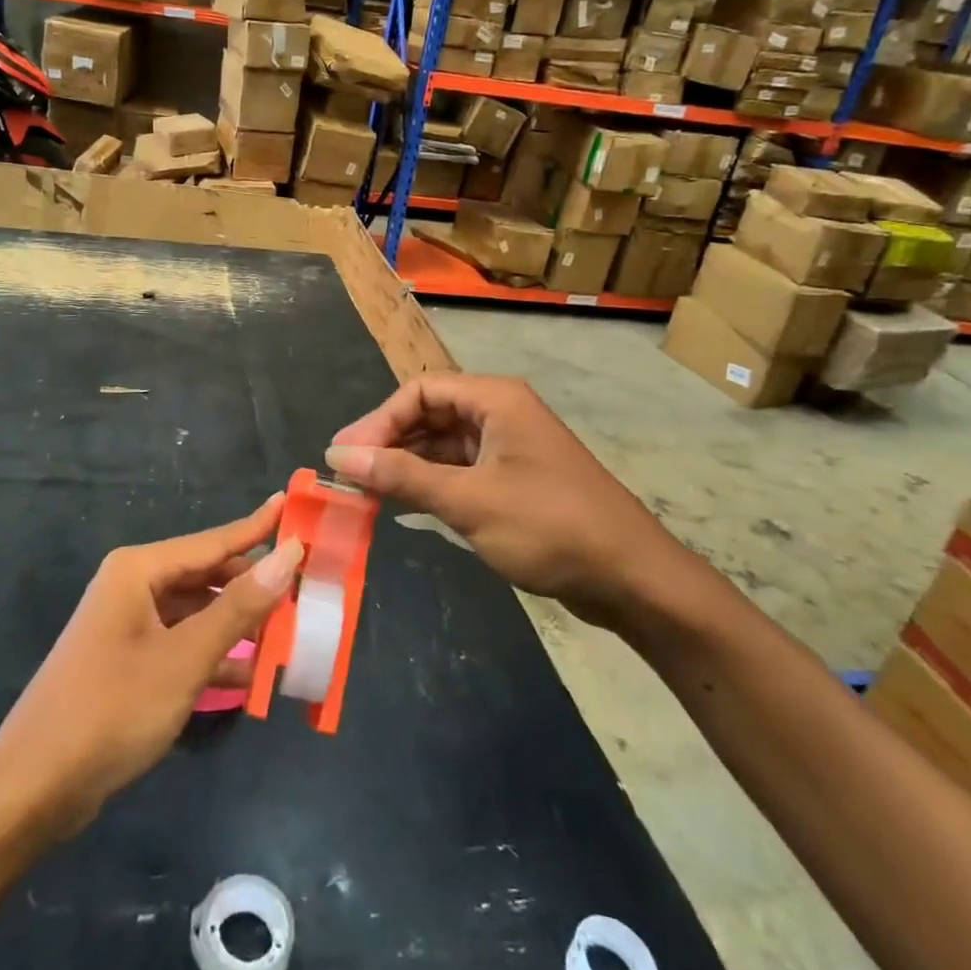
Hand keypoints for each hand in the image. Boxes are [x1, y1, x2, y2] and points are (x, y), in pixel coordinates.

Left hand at [0, 496, 299, 838]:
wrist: (32, 789)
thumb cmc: (111, 710)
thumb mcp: (185, 658)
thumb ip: (239, 607)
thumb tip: (289, 554)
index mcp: (140, 570)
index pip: (214, 541)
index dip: (258, 526)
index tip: (295, 504)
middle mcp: (134, 586)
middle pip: (207, 574)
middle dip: (253, 586)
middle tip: (305, 591)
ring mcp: (129, 624)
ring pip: (198, 611)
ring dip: (238, 625)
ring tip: (289, 635)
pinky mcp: (128, 659)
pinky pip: (183, 642)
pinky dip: (214, 655)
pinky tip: (249, 676)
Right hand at [325, 374, 698, 630]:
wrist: (632, 578)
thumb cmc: (549, 527)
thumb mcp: (468, 501)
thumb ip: (401, 476)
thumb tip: (338, 456)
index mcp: (494, 399)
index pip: (419, 391)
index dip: (377, 421)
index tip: (345, 458)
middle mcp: (500, 413)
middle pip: (429, 414)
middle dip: (388, 442)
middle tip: (349, 477)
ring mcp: (509, 447)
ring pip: (443, 444)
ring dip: (406, 465)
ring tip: (367, 494)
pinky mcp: (514, 479)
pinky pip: (460, 469)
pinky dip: (430, 484)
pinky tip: (405, 505)